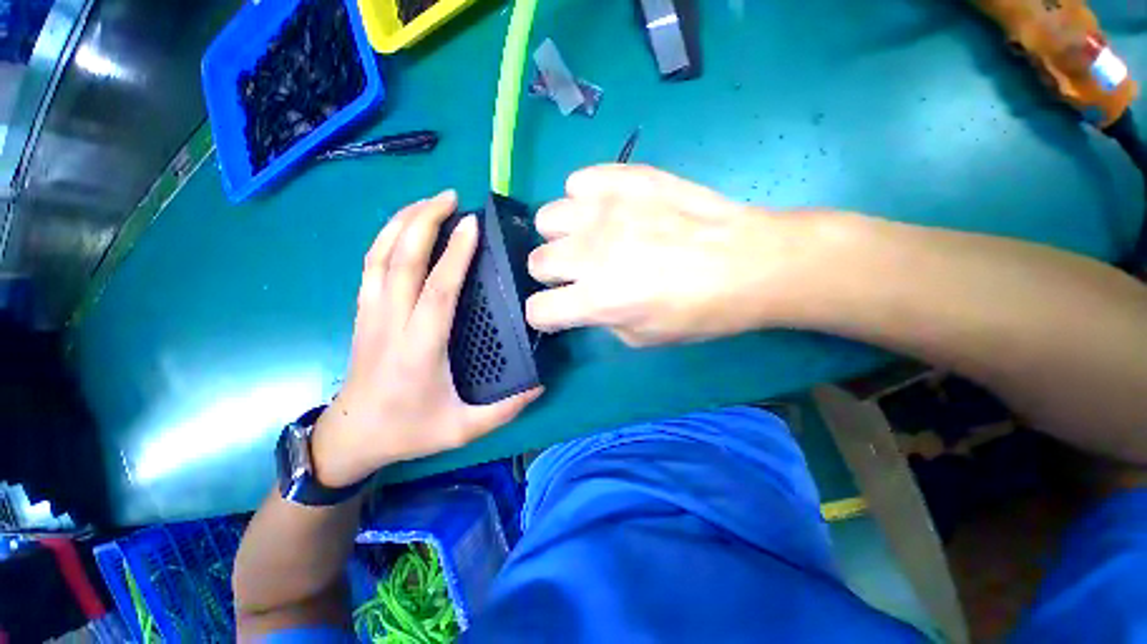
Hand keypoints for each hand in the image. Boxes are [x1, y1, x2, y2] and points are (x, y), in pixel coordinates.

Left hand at [313, 190, 541, 487]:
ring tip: (429, 202)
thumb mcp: (464, 428)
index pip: (437, 292)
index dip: (455, 255)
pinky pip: (371, 264)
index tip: (473, 225)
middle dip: (423, 221)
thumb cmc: (409, 430)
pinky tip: (405, 226)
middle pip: (401, 260)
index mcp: (419, 350)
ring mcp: (371, 314)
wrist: (353, 436)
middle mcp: (390, 324)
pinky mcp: (363, 312)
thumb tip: (540, 383)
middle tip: (451, 197)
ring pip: (379, 255)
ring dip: (402, 222)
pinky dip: (386, 237)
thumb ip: (506, 409)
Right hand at [526, 164, 808, 345]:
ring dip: (563, 235)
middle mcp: (590, 253)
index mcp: (596, 299)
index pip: (538, 310)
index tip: (559, 312)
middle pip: (536, 262)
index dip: (545, 315)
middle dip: (553, 275)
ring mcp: (604, 210)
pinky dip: (585, 198)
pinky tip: (609, 209)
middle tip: (579, 275)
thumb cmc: (699, 311)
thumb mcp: (643, 338)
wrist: (746, 262)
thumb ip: (603, 320)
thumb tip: (588, 302)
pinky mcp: (624, 178)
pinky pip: (578, 182)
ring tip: (591, 237)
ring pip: (548, 219)